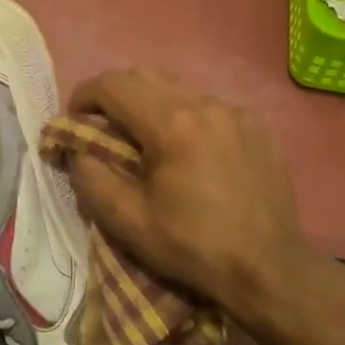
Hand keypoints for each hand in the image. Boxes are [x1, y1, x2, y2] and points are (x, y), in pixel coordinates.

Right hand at [65, 68, 344, 323]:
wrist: (270, 269)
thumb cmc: (194, 247)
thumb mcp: (128, 221)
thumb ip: (91, 178)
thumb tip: (76, 150)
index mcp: (171, 124)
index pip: (113, 85)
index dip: (84, 96)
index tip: (74, 120)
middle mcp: (205, 105)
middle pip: (144, 75)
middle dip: (115, 94)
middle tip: (103, 127)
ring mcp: (235, 113)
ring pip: (178, 89)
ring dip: (150, 105)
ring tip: (146, 142)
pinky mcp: (256, 127)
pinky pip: (208, 107)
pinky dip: (185, 118)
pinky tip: (188, 154)